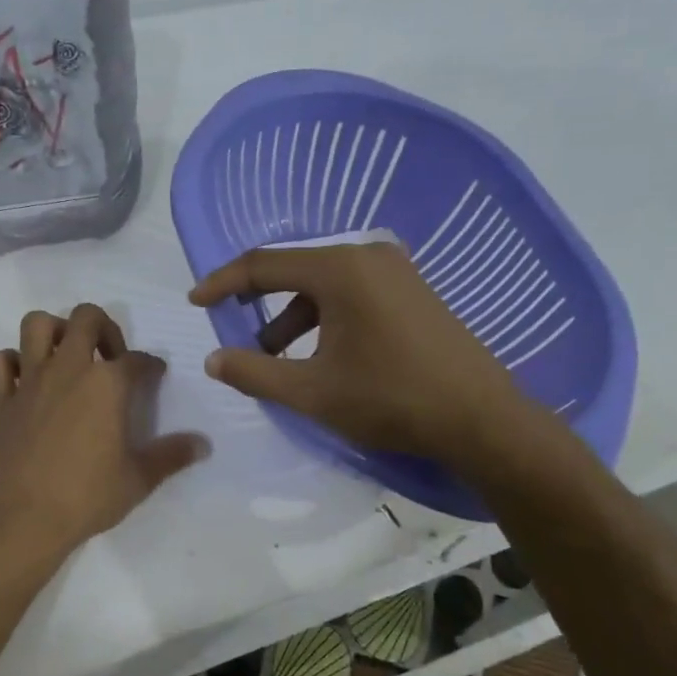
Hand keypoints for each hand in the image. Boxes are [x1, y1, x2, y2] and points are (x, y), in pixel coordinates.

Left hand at [0, 304, 207, 564]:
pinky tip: (24, 380)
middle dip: (104, 328)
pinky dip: (11, 363)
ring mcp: (29, 381)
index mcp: (107, 383)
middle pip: (86, 318)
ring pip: (36, 325)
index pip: (137, 359)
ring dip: (54, 331)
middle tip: (110, 358)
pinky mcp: (0, 400)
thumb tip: (203, 444)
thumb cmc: (87, 497)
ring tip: (67, 356)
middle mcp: (68, 368)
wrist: (23, 520)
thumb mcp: (139, 479)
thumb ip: (171, 455)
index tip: (154, 376)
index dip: (151, 365)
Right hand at [188, 241, 543, 471]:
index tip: (195, 302)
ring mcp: (396, 272)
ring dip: (292, 318)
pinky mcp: (412, 291)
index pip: (262, 264)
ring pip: (323, 286)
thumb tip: (214, 360)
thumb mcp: (311, 392)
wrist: (482, 419)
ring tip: (277, 360)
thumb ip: (255, 372)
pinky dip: (324, 319)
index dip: (222, 283)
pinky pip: (351, 294)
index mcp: (340, 269)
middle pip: (294, 271)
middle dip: (258, 304)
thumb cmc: (390, 400)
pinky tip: (321, 356)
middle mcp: (368, 256)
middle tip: (236, 333)